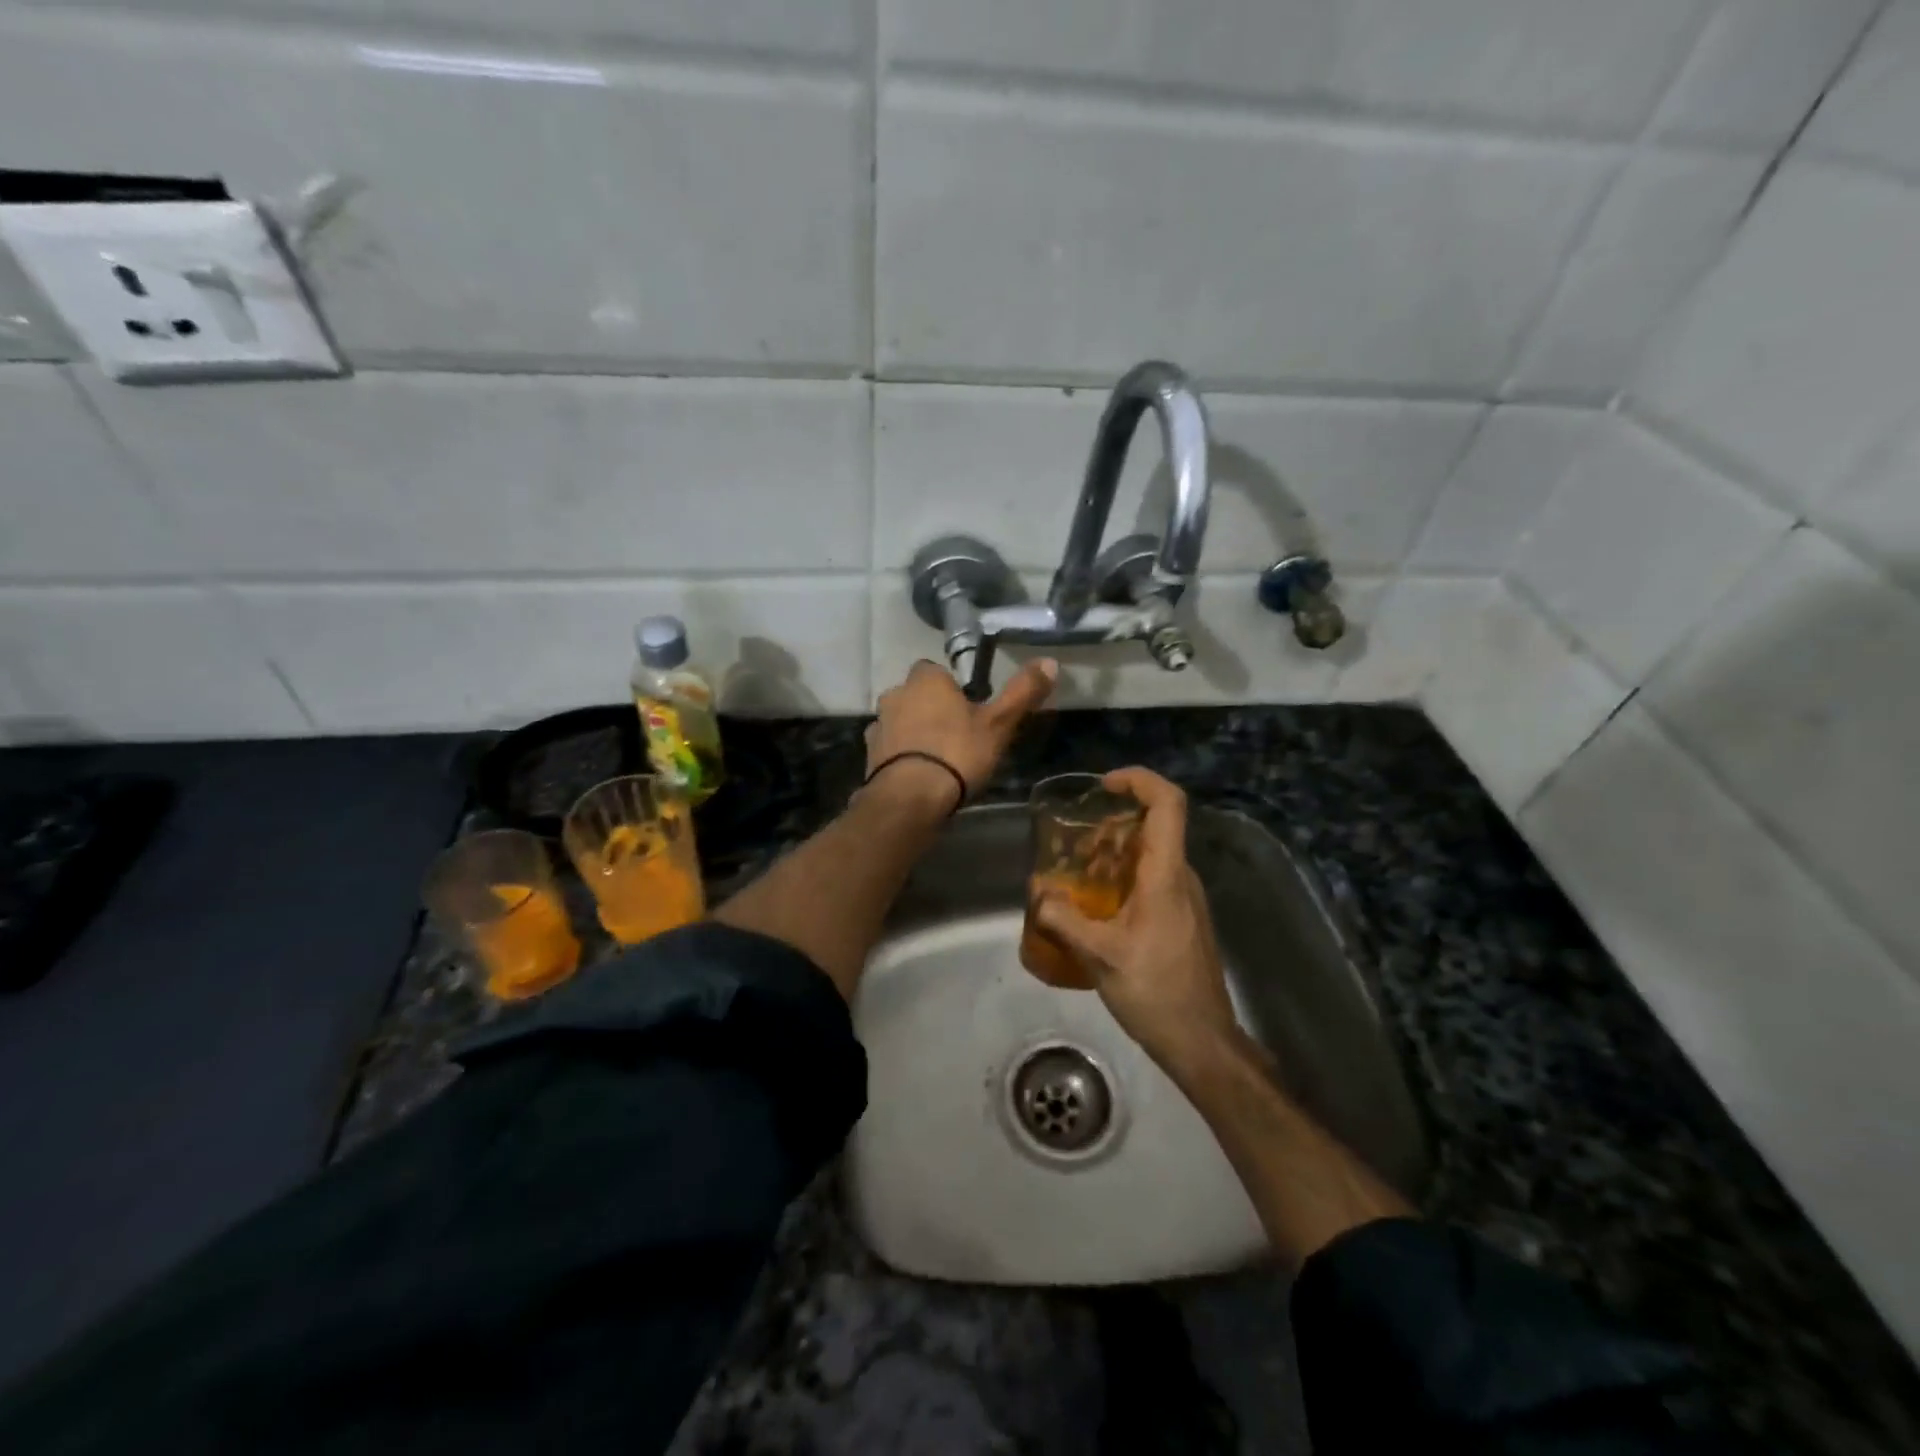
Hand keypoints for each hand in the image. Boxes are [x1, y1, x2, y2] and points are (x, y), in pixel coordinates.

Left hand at [865, 658, 1057, 812]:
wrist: (910, 798)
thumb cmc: (957, 753)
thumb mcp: (999, 724)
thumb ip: (1022, 692)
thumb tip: (1050, 662)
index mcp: (926, 680)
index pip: (935, 670)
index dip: (951, 687)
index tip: (968, 708)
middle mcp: (896, 695)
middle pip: (915, 695)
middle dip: (931, 709)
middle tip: (956, 734)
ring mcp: (878, 726)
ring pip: (900, 721)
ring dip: (914, 733)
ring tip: (938, 759)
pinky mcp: (869, 756)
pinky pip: (889, 748)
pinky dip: (901, 756)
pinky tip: (918, 775)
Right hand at [1033, 767, 1239, 1073]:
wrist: (1201, 1041)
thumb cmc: (1155, 992)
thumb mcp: (1100, 956)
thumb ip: (1064, 920)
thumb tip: (1038, 894)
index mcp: (1166, 875)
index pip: (1168, 804)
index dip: (1139, 781)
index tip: (1105, 785)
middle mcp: (1181, 877)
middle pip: (1154, 826)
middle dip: (1112, 823)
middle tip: (1074, 842)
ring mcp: (1186, 898)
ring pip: (1151, 854)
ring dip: (1114, 853)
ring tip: (1076, 875)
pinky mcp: (1182, 918)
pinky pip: (1152, 879)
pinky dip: (1123, 877)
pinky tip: (1096, 908)